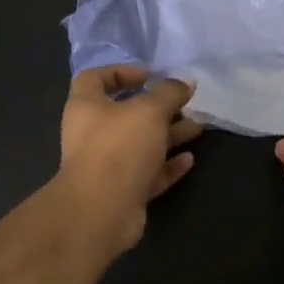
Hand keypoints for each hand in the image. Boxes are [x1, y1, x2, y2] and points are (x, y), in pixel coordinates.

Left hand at [58, 65, 202, 254]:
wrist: (101, 211)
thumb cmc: (119, 147)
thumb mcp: (149, 110)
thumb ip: (169, 93)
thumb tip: (185, 83)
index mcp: (86, 107)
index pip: (95, 78)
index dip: (122, 72)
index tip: (151, 75)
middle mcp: (92, 134)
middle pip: (125, 114)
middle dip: (158, 108)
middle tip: (185, 104)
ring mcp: (106, 166)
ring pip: (140, 145)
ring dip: (168, 136)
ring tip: (197, 129)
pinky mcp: (121, 192)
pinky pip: (147, 173)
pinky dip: (167, 166)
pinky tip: (189, 160)